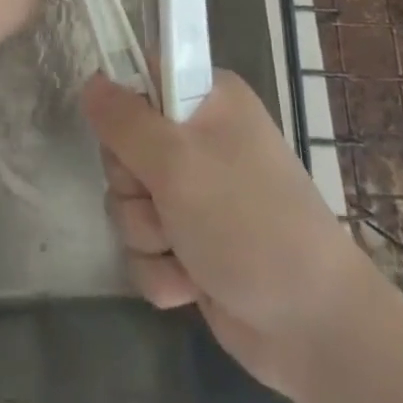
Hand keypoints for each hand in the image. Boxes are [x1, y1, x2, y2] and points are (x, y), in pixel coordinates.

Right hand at [80, 70, 373, 402]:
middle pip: (123, 146)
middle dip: (134, 185)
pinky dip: (161, 270)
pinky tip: (192, 282)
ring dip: (147, 234)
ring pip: (127, 202)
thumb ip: (125, 120)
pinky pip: (143, 249)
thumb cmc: (248, 222)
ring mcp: (194, 194)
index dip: (123, 108)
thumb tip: (90, 82)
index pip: (141, 77)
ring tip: (186, 248)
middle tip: (165, 199)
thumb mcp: (178, 161)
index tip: (128, 138)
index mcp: (206, 100)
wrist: (312, 325)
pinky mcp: (189, 244)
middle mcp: (198, 139)